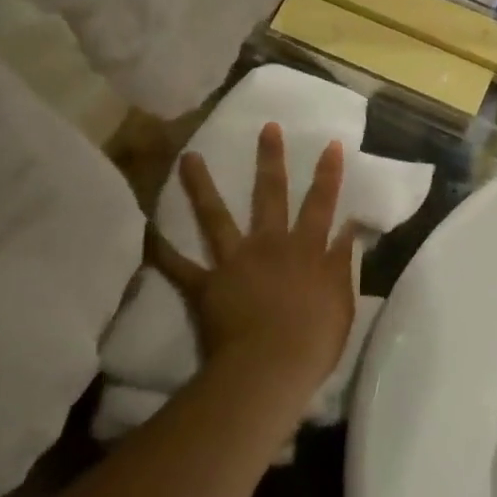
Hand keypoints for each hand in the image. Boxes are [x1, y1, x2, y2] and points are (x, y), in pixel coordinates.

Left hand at [151, 123, 356, 400]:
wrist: (270, 367)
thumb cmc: (314, 339)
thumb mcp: (342, 300)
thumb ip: (342, 261)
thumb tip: (349, 228)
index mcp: (306, 248)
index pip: (322, 203)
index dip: (327, 173)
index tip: (329, 143)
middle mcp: (270, 244)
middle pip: (270, 195)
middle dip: (270, 159)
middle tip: (267, 128)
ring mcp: (235, 261)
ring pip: (216, 216)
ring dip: (200, 186)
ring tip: (188, 157)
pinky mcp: (207, 285)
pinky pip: (179, 267)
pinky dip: (162, 251)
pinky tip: (148, 232)